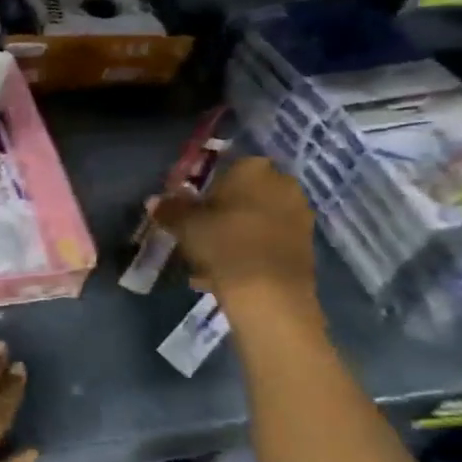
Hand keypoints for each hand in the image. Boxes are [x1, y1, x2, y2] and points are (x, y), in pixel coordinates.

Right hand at [151, 156, 316, 303]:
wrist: (270, 293)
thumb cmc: (224, 244)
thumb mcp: (184, 225)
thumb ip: (169, 210)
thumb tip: (154, 201)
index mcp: (253, 168)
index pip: (225, 168)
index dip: (205, 189)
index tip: (191, 209)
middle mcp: (282, 184)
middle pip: (243, 194)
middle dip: (223, 212)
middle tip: (200, 233)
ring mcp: (299, 214)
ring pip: (256, 219)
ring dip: (236, 234)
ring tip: (211, 261)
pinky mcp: (307, 245)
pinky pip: (269, 241)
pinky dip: (251, 252)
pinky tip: (229, 274)